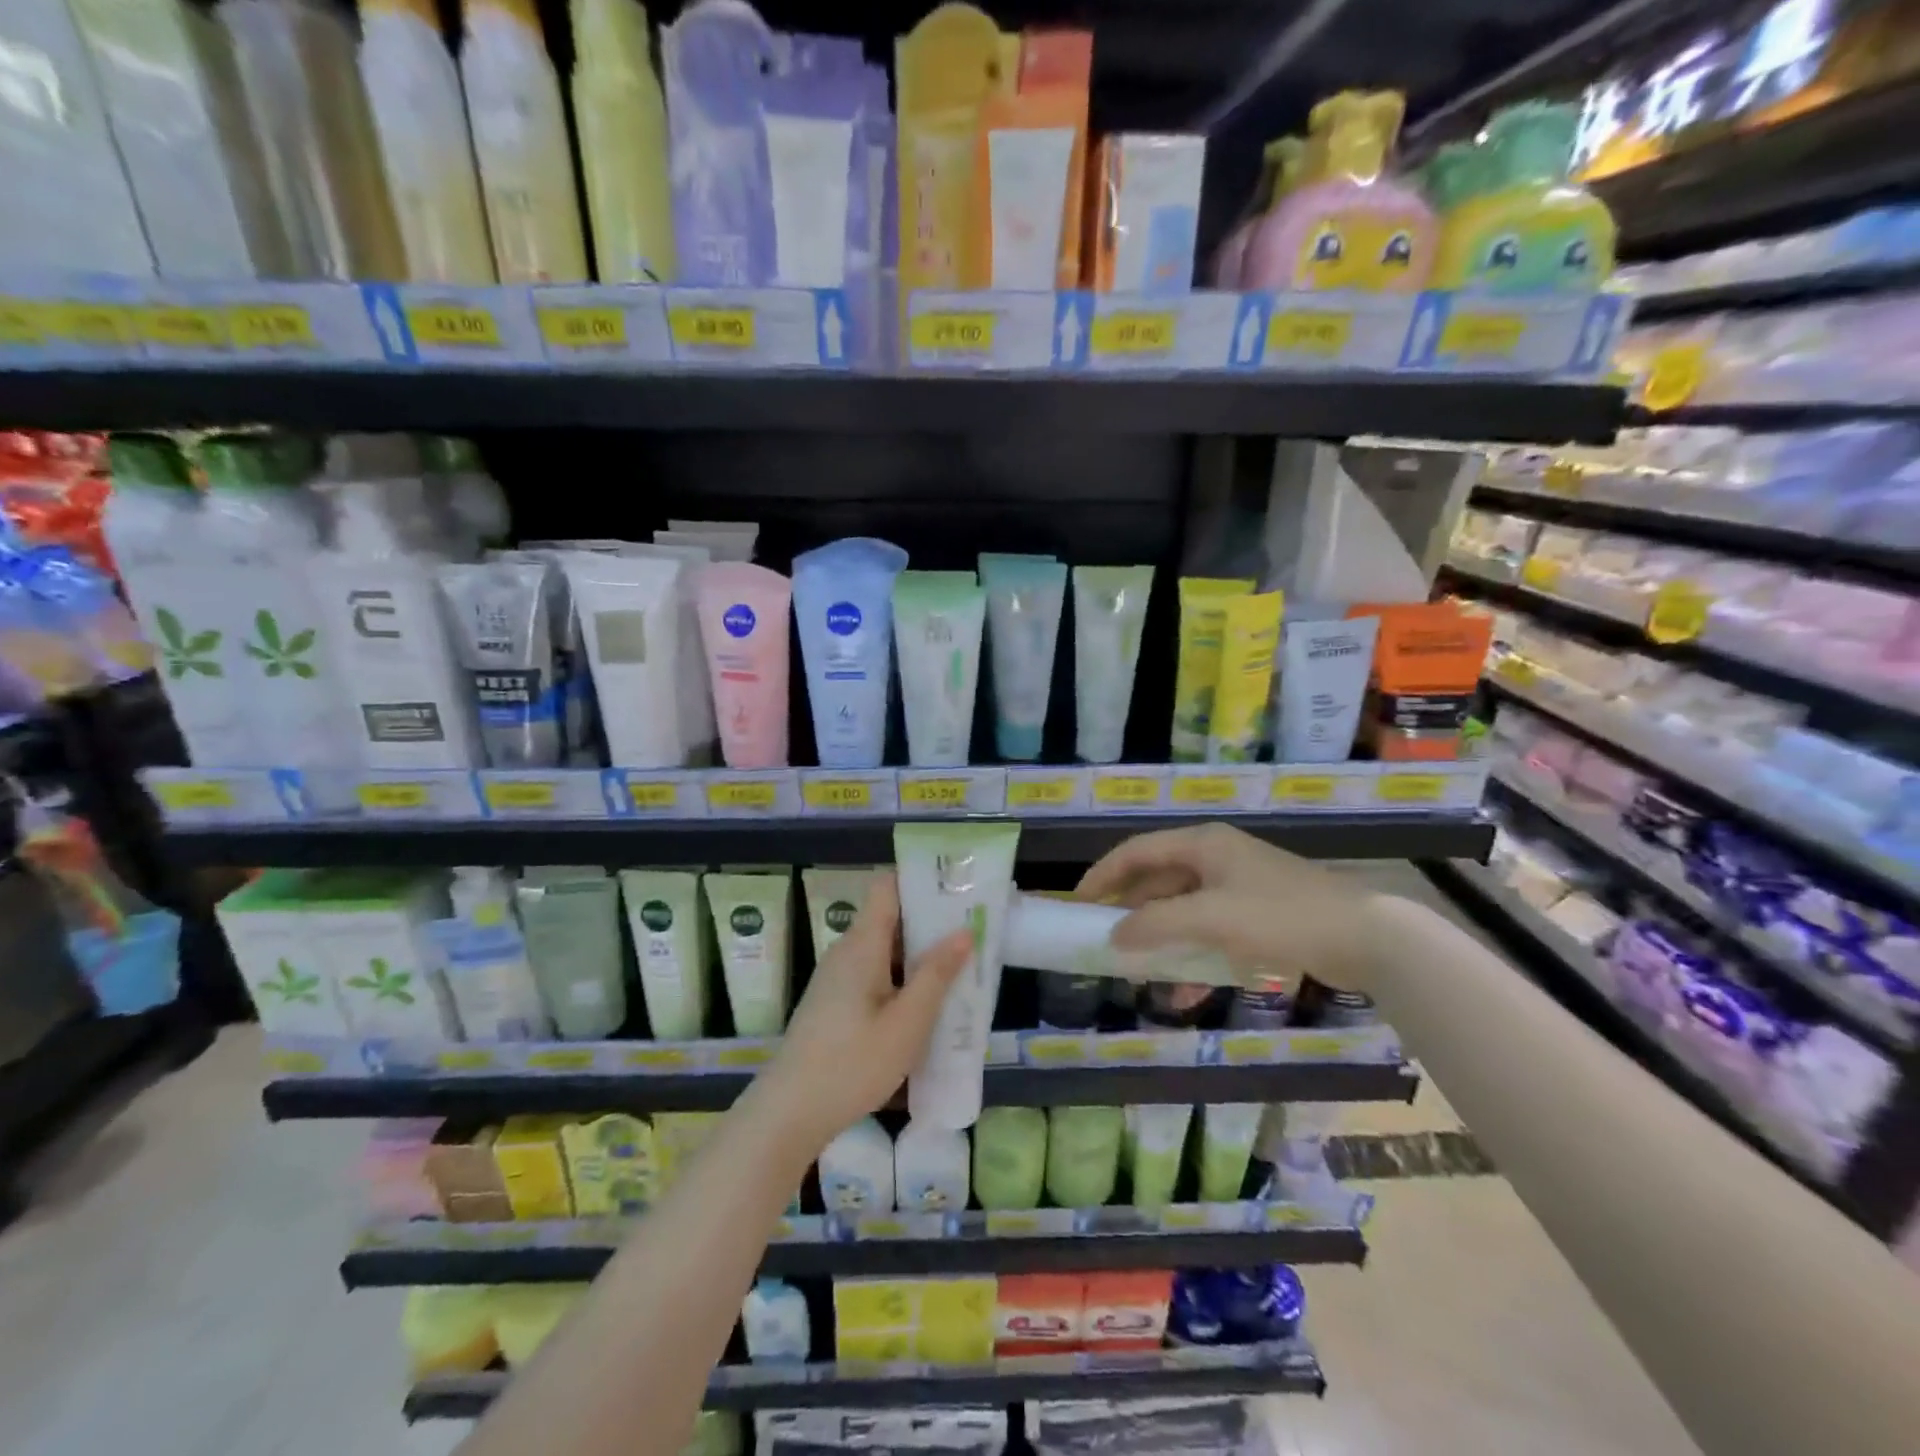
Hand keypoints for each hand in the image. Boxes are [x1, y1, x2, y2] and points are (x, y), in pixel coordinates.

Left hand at [760, 873, 972, 1152]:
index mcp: (862, 944)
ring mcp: (837, 977)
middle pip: (890, 918)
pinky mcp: (834, 1002)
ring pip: (884, 951)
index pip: (887, 886)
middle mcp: (846, 951)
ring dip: (918, 957)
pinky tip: (925, 1006)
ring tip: (959, 970)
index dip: (920, 880)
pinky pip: (874, 975)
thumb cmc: (852, 1064)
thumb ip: (936, 975)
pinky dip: (901, 980)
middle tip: (972, 933)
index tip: (957, 890)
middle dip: (930, 923)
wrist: (789, 1113)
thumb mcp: (907, 1023)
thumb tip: (963, 931)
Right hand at [1077, 823, 1377, 992]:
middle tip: (1104, 941)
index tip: (1077, 903)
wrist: (1366, 937)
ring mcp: (1238, 889)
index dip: (1104, 874)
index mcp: (1203, 845)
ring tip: (1135, 971)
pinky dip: (1192, 958)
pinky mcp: (1257, 919)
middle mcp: (1216, 860)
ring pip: (1183, 912)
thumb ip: (1157, 925)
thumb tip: (1113, 937)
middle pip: (1158, 882)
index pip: (1137, 852)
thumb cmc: (1280, 915)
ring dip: (1159, 940)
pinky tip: (1181, 994)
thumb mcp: (1212, 918)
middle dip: (1130, 912)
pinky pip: (1210, 934)